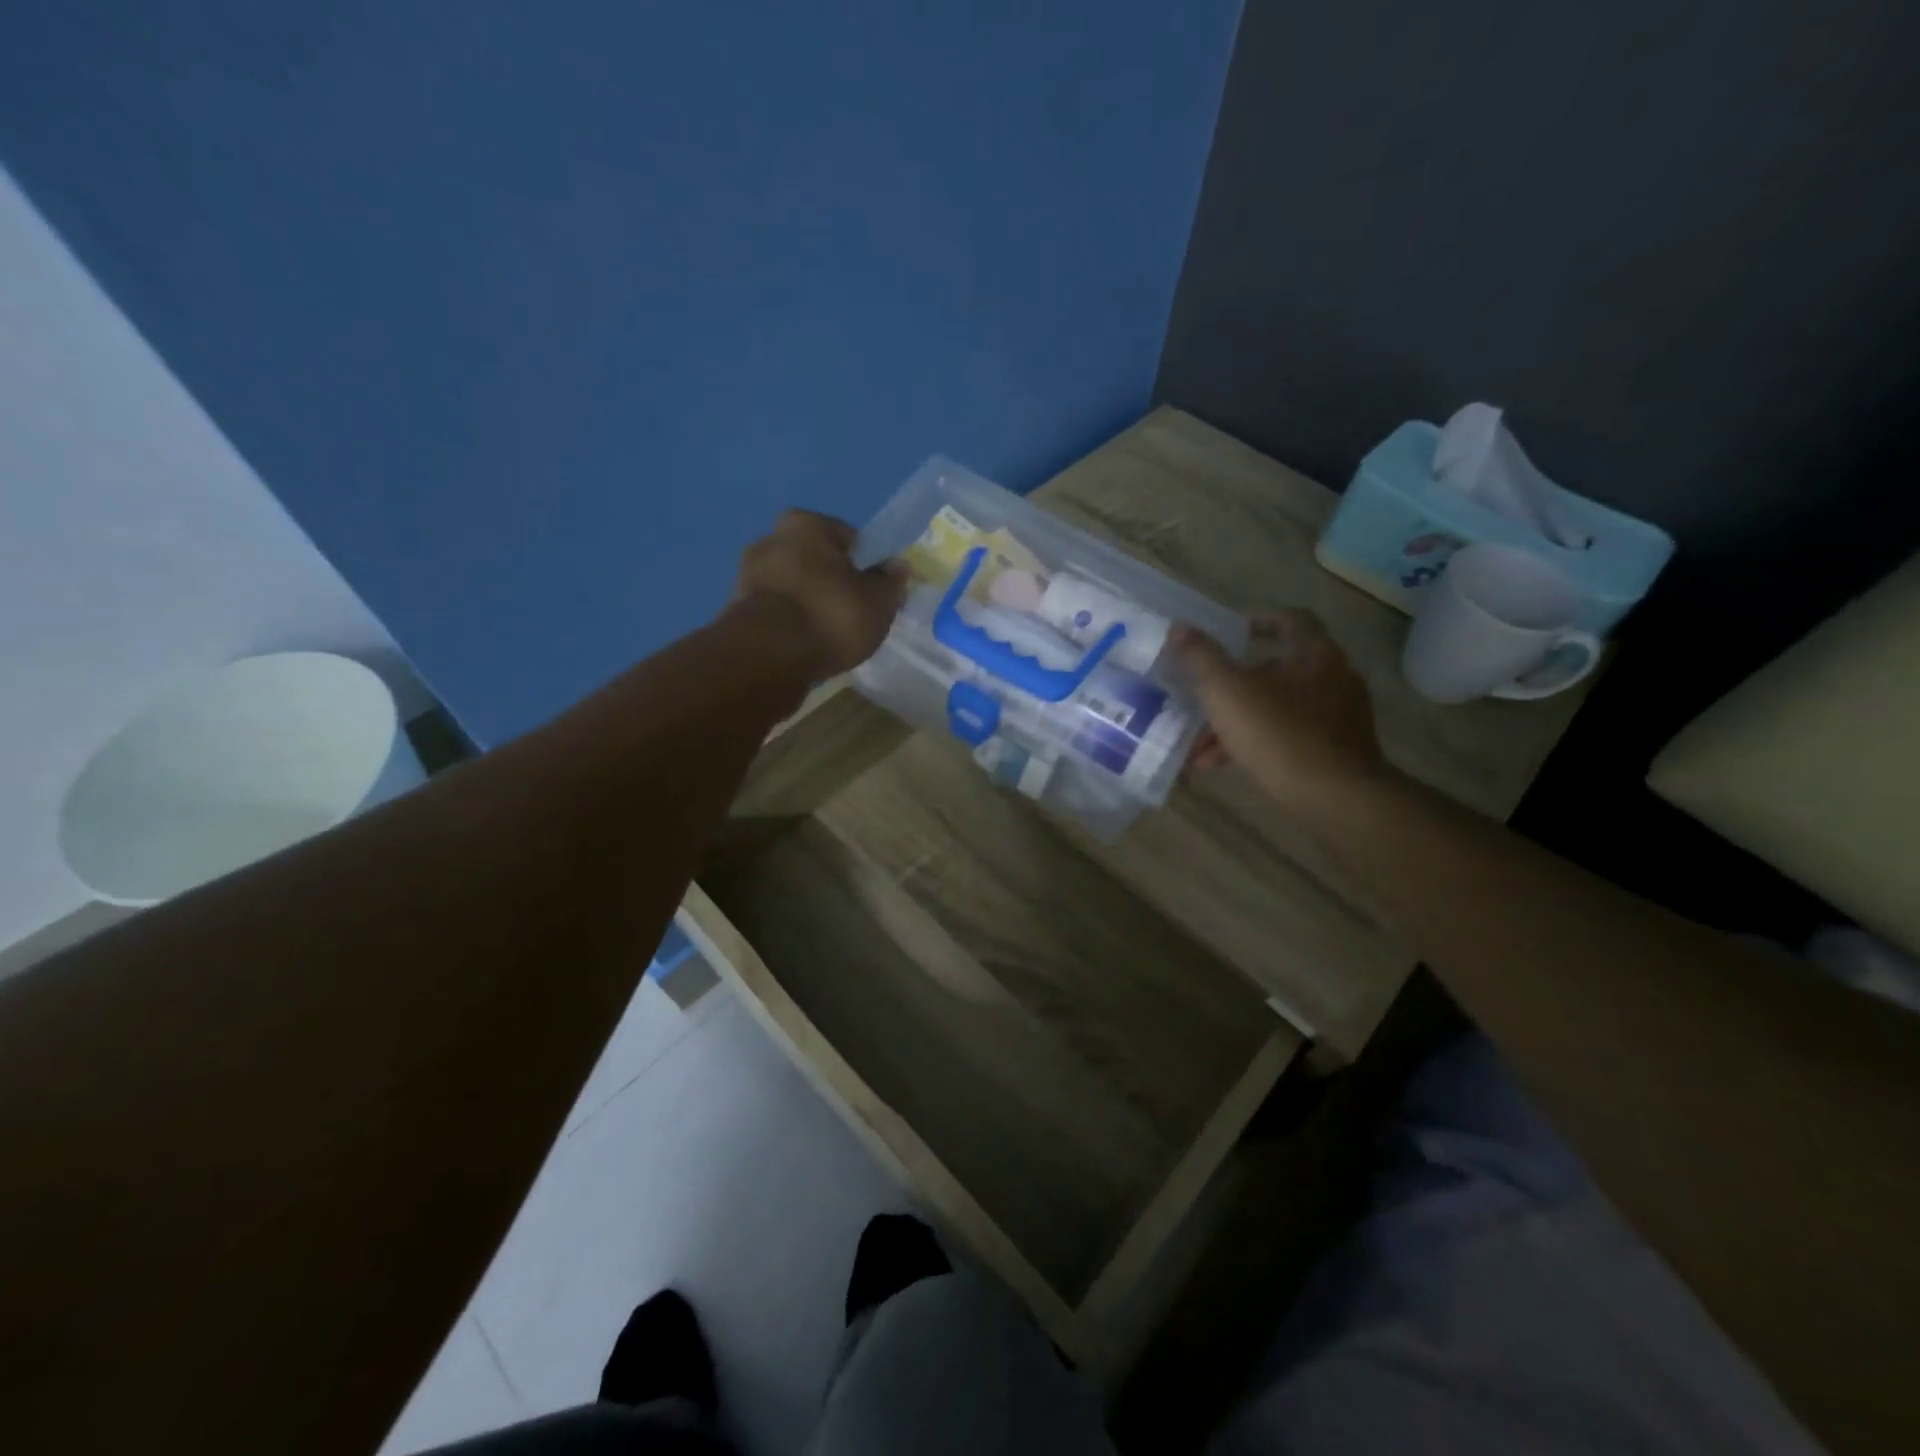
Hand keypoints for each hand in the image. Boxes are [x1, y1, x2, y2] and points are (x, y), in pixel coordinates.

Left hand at [734, 510, 905, 677]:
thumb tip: (897, 566)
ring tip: (830, 635)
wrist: (768, 657)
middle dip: (832, 581)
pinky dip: (791, 623)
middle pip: (815, 560)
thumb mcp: (877, 602)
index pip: (846, 536)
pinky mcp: (736, 611)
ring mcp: (748, 575)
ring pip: (793, 586)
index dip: (865, 563)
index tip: (874, 590)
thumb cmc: (830, 616)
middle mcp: (771, 539)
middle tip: (854, 612)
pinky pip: (777, 611)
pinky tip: (806, 645)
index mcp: (806, 524)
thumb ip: (890, 582)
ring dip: (810, 603)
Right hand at [1173, 610, 1392, 816]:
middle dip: (1235, 686)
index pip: (1290, 620)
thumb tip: (1179, 629)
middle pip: (1279, 669)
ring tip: (1202, 748)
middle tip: (1204, 699)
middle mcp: (1335, 676)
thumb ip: (1201, 657)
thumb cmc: (1279, 734)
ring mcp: (1341, 715)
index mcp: (1314, 653)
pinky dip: (1259, 742)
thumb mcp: (1226, 691)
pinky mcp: (1340, 750)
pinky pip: (1291, 736)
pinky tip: (1227, 765)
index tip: (1233, 634)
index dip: (1259, 621)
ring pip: (1280, 707)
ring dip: (1240, 721)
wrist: (1336, 797)